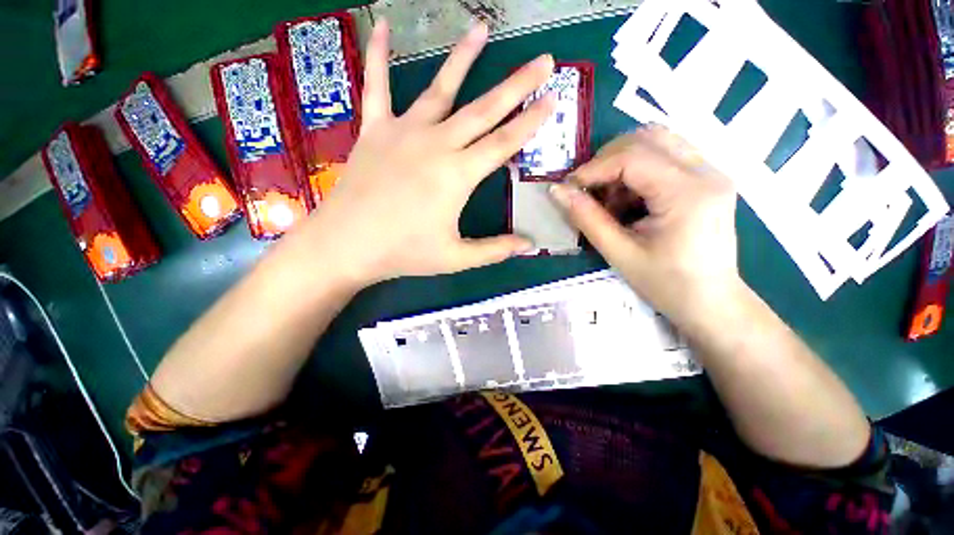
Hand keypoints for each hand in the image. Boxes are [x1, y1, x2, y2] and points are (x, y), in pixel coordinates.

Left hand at [288, 20, 555, 287]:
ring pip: (440, 89)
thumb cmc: (403, 253)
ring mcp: (403, 132)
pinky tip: (382, 25)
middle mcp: (436, 144)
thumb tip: (530, 246)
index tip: (553, 99)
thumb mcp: (455, 258)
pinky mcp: (374, 130)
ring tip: (481, 28)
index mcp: (457, 175)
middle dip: (517, 85)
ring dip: (462, 57)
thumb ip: (495, 250)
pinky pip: (377, 86)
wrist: (345, 245)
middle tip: (542, 60)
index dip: (530, 122)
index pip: (503, 143)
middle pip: (484, 109)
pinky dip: (379, 55)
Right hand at [550, 126, 741, 329]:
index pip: (632, 157)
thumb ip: (586, 218)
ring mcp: (711, 172)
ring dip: (622, 162)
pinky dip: (637, 170)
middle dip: (607, 160)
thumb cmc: (666, 284)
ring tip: (609, 197)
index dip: (593, 168)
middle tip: (587, 190)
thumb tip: (556, 191)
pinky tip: (629, 199)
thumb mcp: (619, 253)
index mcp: (688, 194)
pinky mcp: (706, 179)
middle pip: (647, 137)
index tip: (568, 188)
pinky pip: (665, 156)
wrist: (711, 302)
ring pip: (657, 141)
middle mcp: (706, 172)